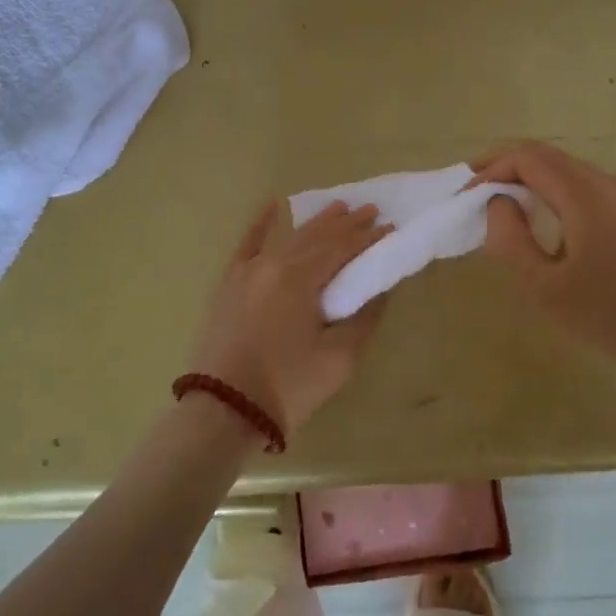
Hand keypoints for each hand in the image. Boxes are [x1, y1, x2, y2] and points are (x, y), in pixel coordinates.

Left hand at [188, 200, 392, 436]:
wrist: (225, 410)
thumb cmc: (289, 385)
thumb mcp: (340, 358)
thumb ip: (363, 318)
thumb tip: (377, 291)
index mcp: (300, 277)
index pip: (342, 248)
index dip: (368, 238)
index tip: (389, 227)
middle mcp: (274, 264)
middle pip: (317, 237)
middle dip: (347, 223)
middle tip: (371, 210)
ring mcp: (248, 271)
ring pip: (288, 237)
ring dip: (316, 222)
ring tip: (339, 207)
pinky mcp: (229, 284)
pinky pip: (247, 244)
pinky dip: (261, 224)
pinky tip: (273, 205)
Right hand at [471, 141, 615, 402]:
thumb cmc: (612, 316)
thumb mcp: (546, 287)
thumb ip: (511, 240)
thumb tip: (497, 204)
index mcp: (583, 194)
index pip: (527, 157)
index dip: (490, 168)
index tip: (464, 196)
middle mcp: (605, 183)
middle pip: (546, 156)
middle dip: (505, 166)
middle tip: (474, 192)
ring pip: (566, 170)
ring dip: (529, 179)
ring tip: (500, 204)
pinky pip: (583, 187)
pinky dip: (551, 191)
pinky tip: (540, 219)